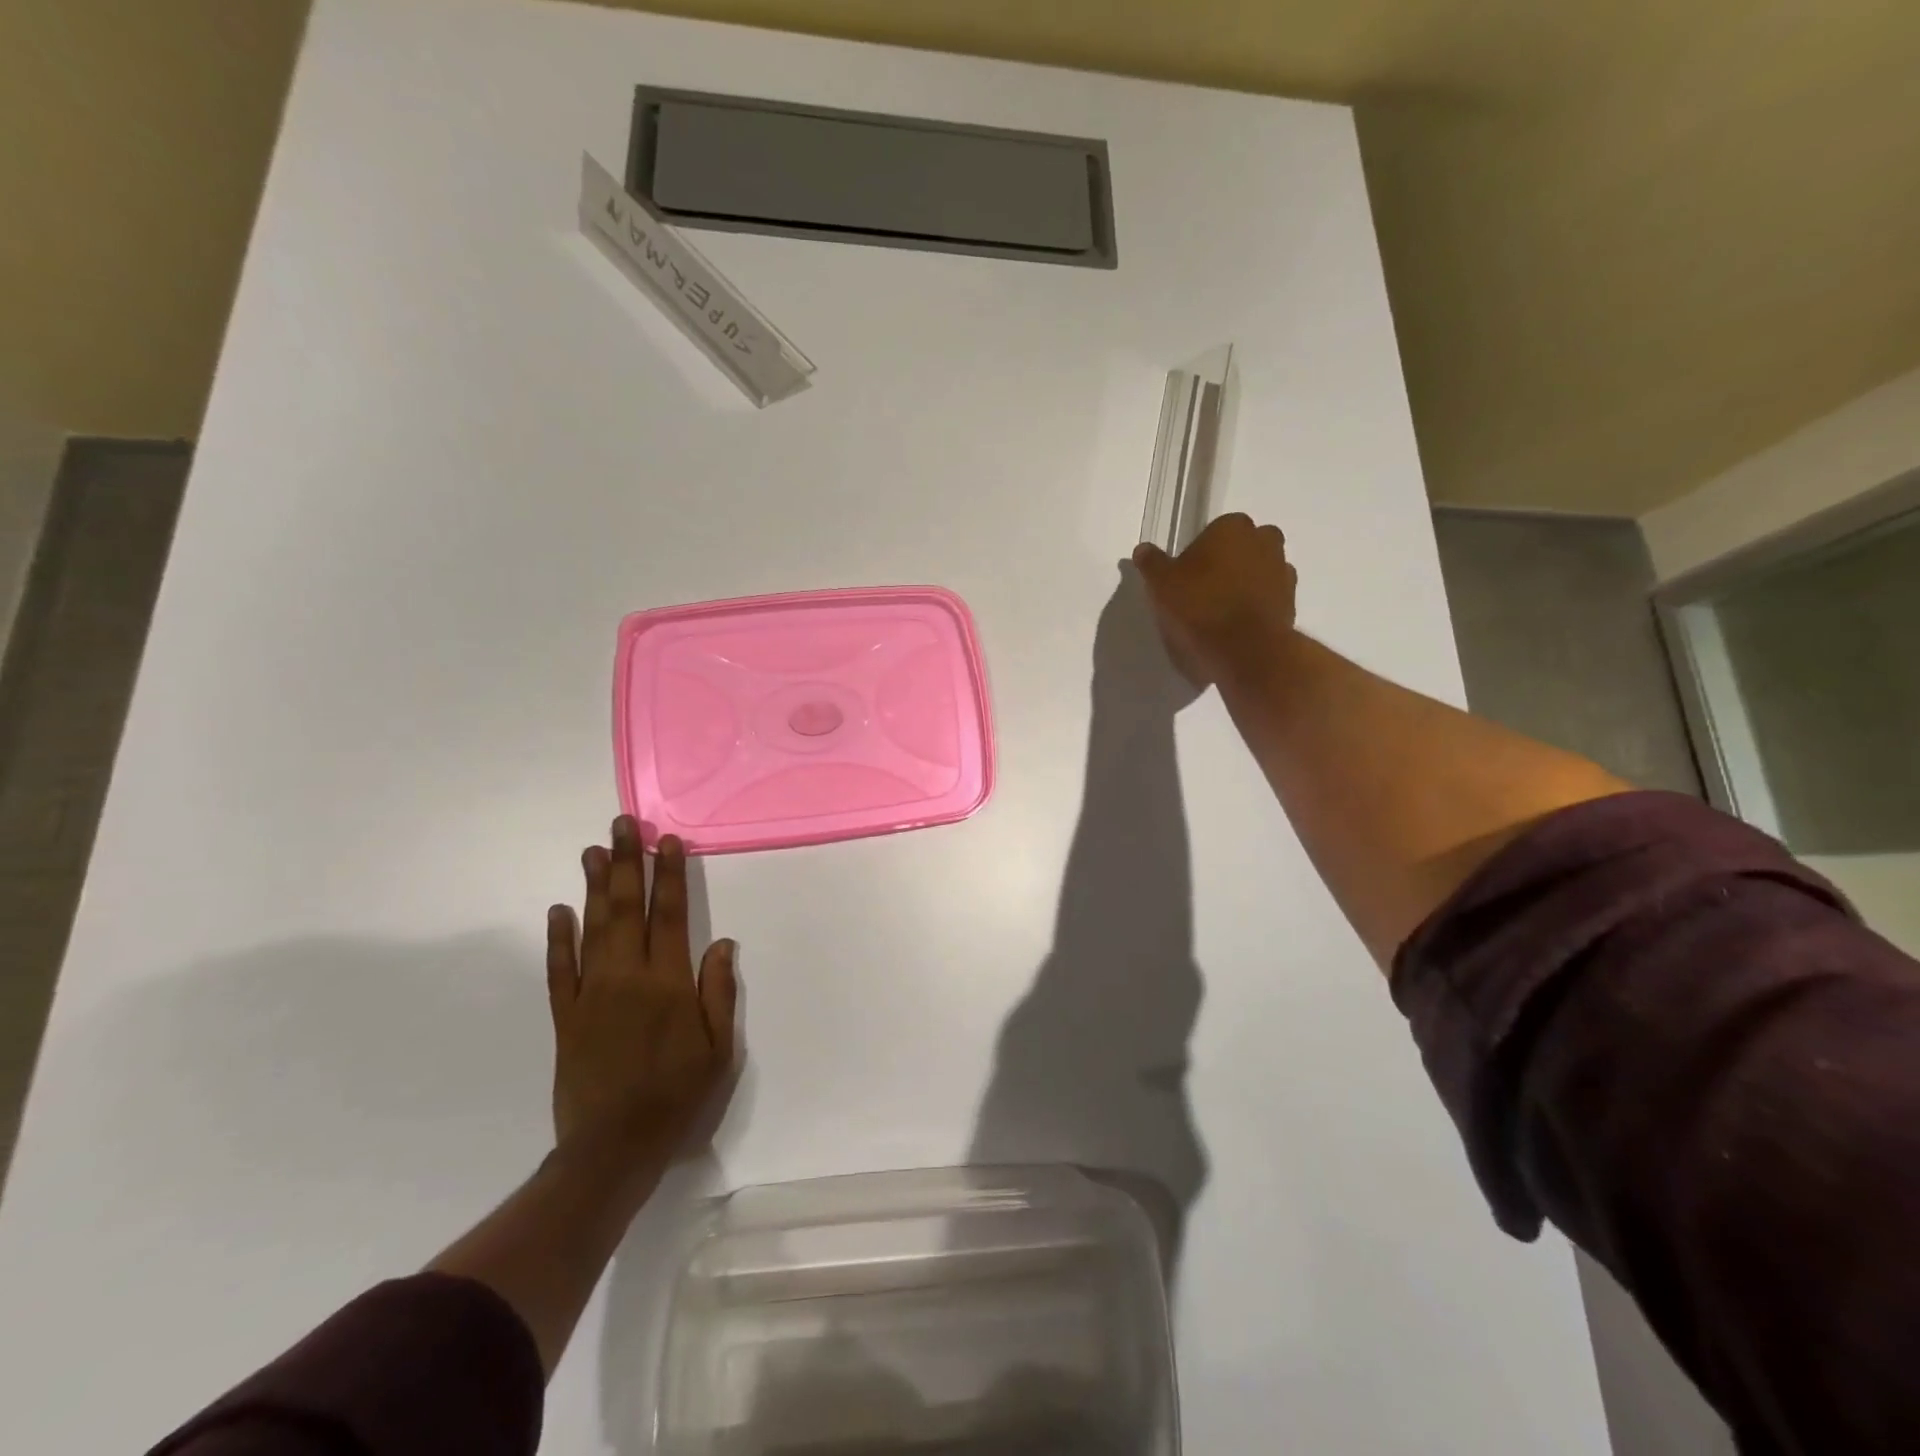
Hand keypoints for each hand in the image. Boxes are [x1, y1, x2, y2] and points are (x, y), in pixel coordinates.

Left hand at [546, 817, 737, 1179]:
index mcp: (669, 984)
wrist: (612, 1149)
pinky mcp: (566, 1016)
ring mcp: (592, 995)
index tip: (667, 840)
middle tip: (622, 825)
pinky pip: (559, 970)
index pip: (670, 915)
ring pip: (593, 929)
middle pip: (627, 909)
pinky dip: (558, 938)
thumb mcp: (719, 1050)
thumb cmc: (677, 1097)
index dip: (670, 875)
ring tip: (593, 851)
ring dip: (594, 887)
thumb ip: (718, 992)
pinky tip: (558, 911)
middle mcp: (628, 977)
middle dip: (627, 863)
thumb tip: (722, 942)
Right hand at [1132, 513, 1297, 687]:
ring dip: (1244, 585)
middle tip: (1203, 591)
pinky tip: (1236, 627)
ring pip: (1259, 572)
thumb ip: (1152, 563)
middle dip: (1228, 563)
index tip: (1186, 577)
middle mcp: (1265, 541)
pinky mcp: (1292, 603)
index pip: (1214, 531)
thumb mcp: (1161, 585)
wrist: (1245, 650)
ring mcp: (1283, 572)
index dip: (1199, 553)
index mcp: (1233, 527)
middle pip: (1242, 548)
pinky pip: (1268, 598)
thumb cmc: (1199, 607)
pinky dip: (1255, 607)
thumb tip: (1143, 549)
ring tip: (1219, 613)